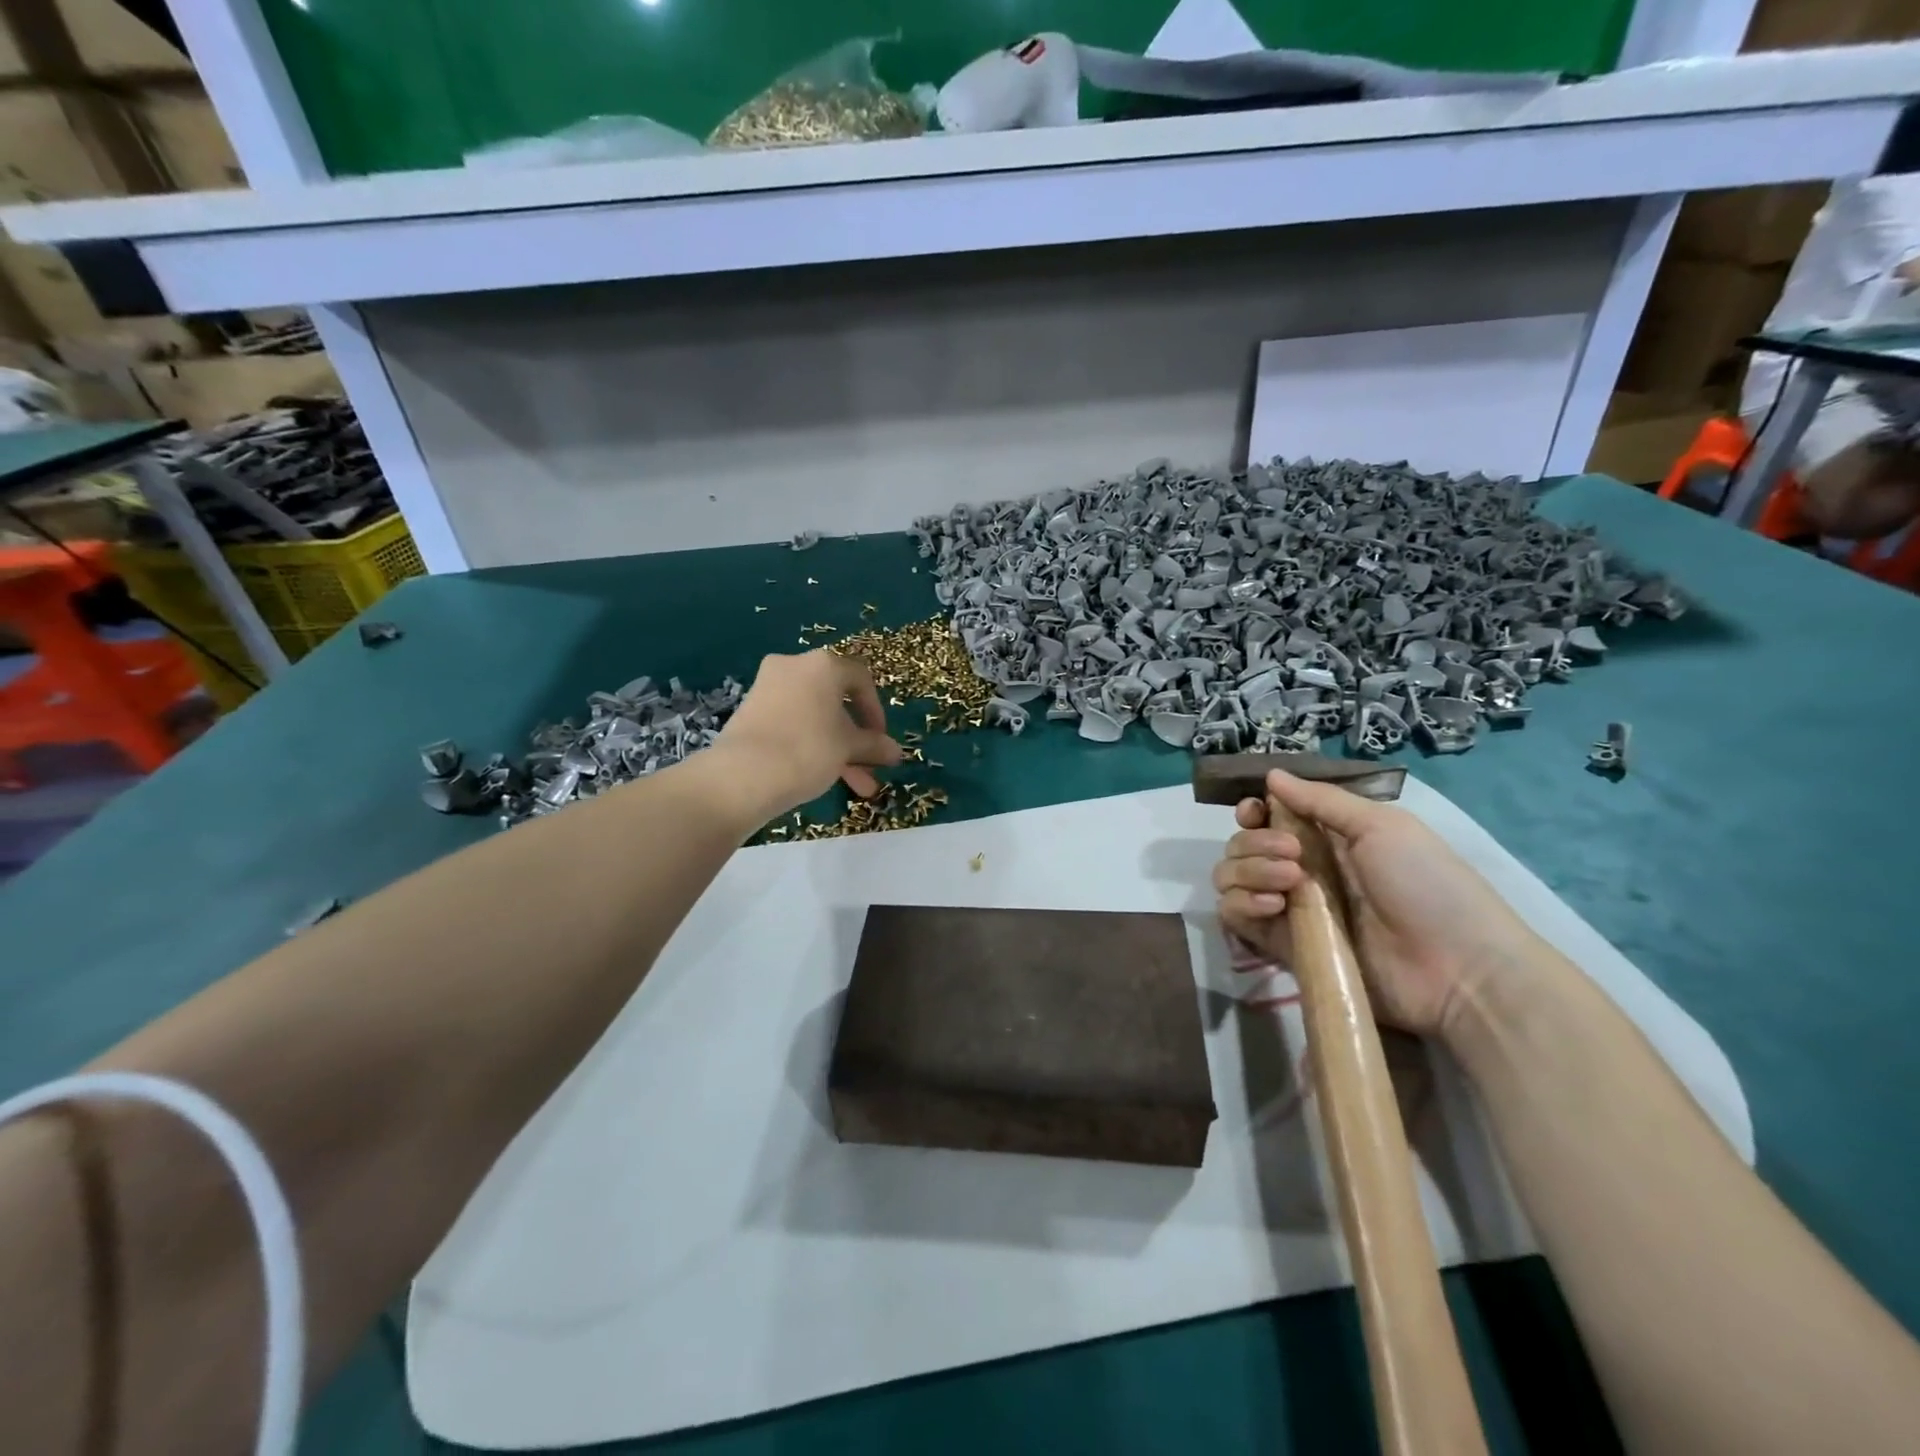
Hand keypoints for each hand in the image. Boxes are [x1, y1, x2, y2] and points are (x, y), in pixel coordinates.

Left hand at [710, 651, 902, 817]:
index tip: (881, 741)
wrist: (742, 775)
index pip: (861, 680)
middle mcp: (794, 666)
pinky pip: (791, 723)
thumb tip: (895, 751)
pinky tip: (820, 776)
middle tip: (868, 767)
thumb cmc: (808, 750)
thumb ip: (874, 746)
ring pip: (815, 717)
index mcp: (823, 665)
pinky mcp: (750, 710)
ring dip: (836, 748)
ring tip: (852, 785)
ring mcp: (768, 687)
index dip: (876, 713)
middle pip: (836, 701)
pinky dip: (809, 744)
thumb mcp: (849, 748)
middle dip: (856, 739)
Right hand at [1212, 769, 1539, 1035]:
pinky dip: (1242, 903)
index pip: (1267, 818)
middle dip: (1255, 842)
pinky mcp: (1282, 945)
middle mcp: (1300, 869)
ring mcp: (1289, 908)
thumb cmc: (1426, 885)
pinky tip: (1274, 905)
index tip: (1254, 812)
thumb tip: (1272, 774)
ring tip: (1289, 883)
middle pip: (1242, 845)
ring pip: (1230, 877)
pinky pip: (1234, 917)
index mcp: (1326, 838)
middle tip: (1292, 854)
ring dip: (1248, 870)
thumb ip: (1321, 800)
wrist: (1457, 969)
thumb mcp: (1381, 827)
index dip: (1252, 811)